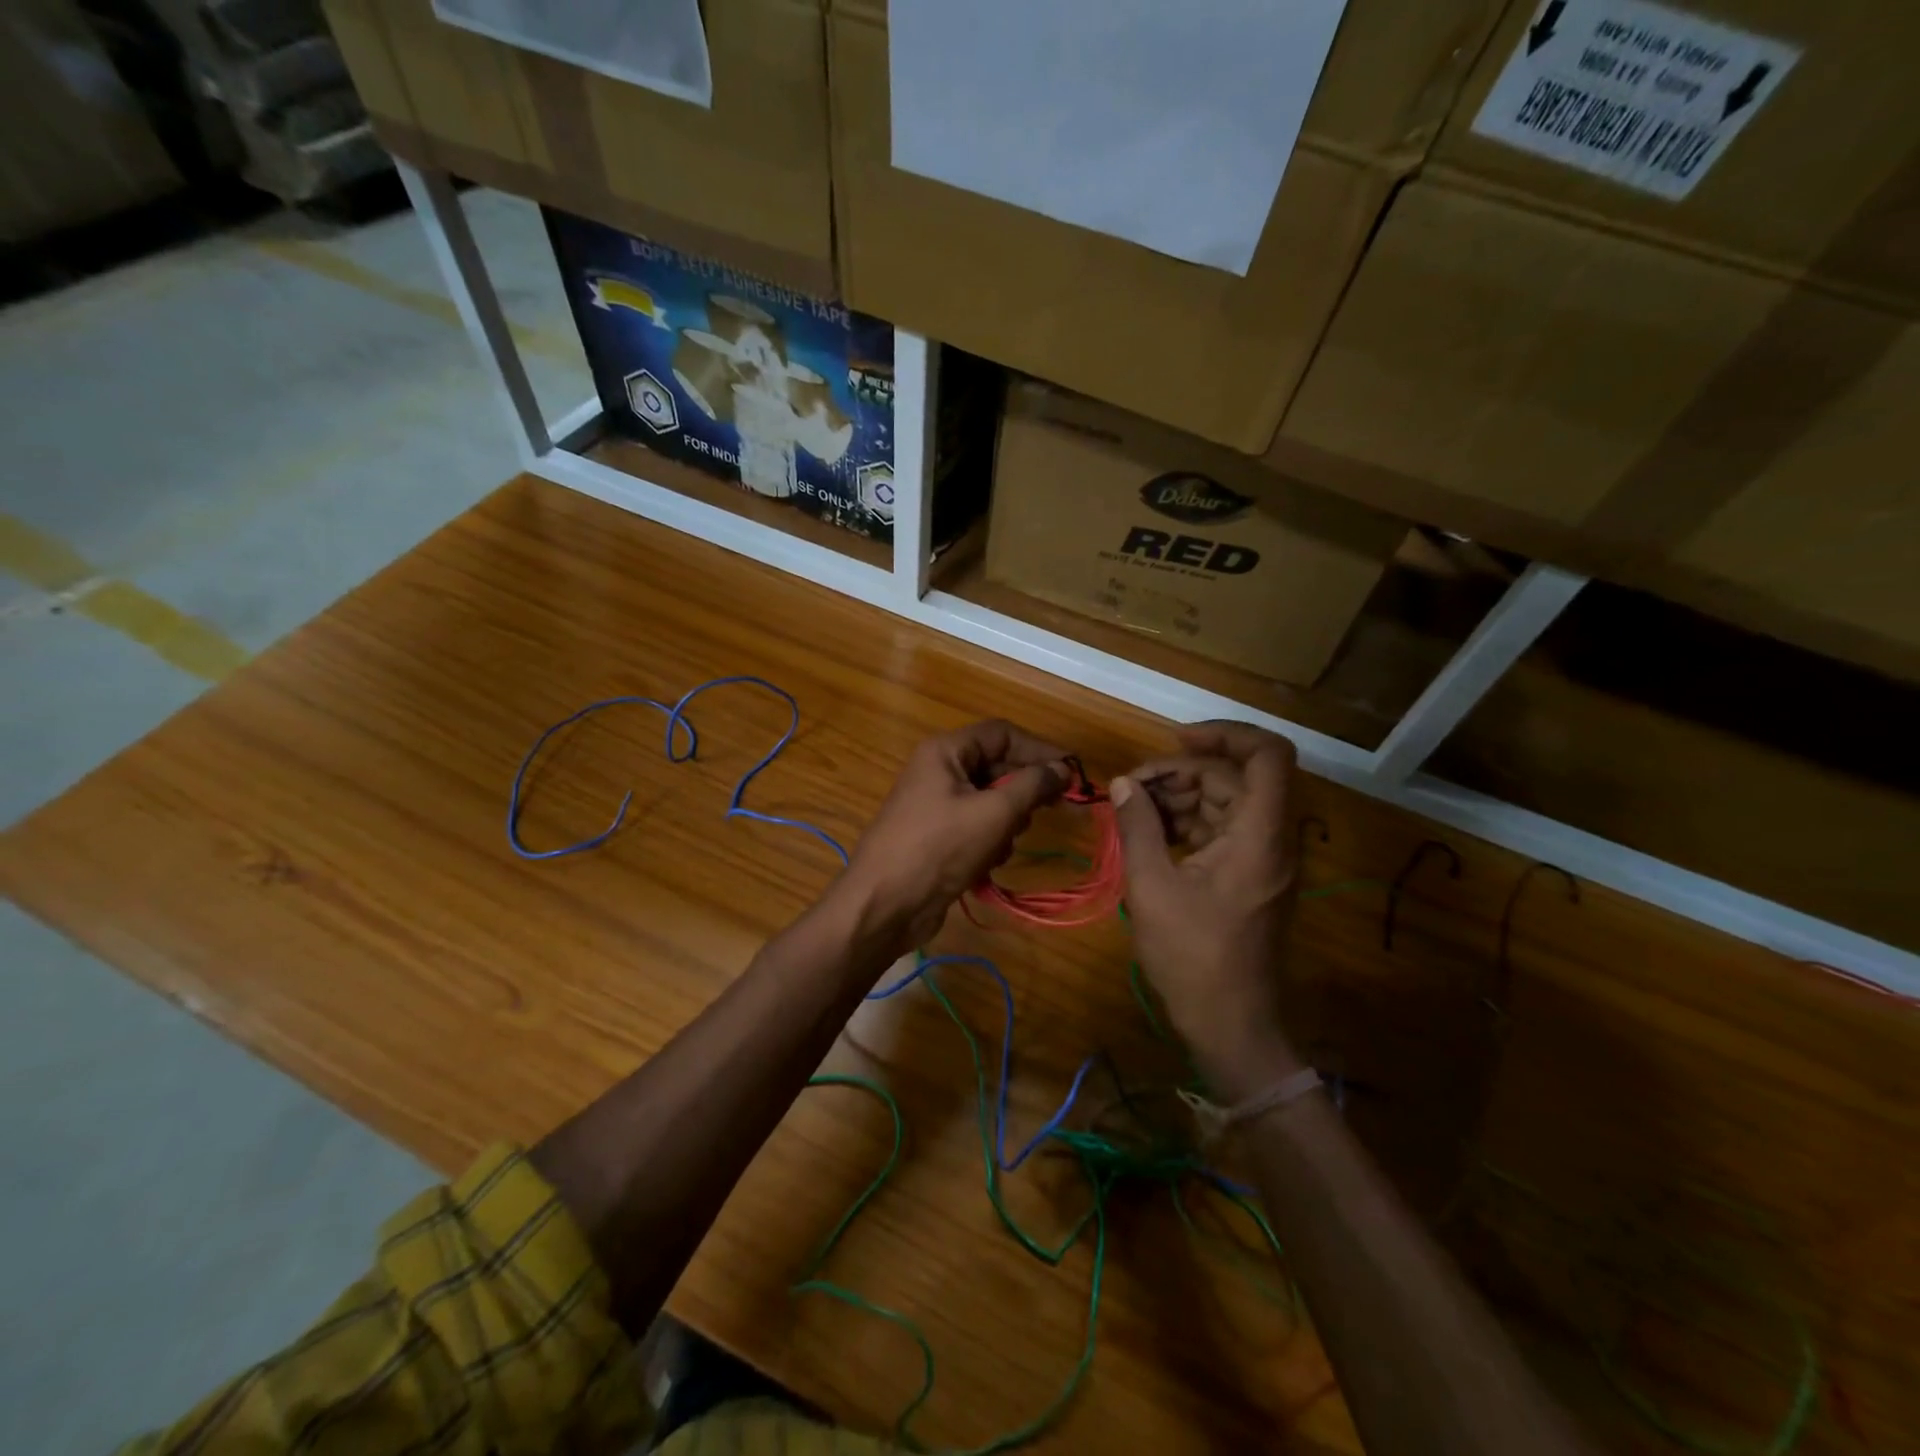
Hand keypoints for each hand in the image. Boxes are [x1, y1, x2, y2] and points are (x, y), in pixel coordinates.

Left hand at [840, 719, 1068, 953]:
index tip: (1072, 774)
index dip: (1039, 750)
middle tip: (1050, 812)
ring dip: (1007, 823)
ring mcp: (936, 805)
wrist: (884, 905)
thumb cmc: (939, 848)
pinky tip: (987, 864)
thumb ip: (1033, 785)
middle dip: (1023, 792)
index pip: (1003, 734)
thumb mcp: (993, 813)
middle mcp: (939, 771)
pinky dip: (990, 843)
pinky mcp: (938, 837)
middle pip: (998, 767)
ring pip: (991, 801)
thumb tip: (1064, 768)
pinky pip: (977, 827)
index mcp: (946, 752)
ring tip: (1003, 844)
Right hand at [1110, 721, 1304, 1099]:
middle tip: (1132, 789)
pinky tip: (1149, 835)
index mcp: (1259, 835)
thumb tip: (1125, 785)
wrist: (1230, 1025)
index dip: (1225, 734)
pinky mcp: (1249, 876)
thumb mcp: (1152, 888)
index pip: (1267, 754)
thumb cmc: (1192, 957)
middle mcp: (1270, 838)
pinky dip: (1187, 823)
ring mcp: (1262, 858)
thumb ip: (1138, 828)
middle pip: (1235, 777)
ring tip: (1132, 812)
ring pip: (1226, 802)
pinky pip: (1221, 829)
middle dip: (1181, 773)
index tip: (1174, 740)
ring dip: (1180, 798)